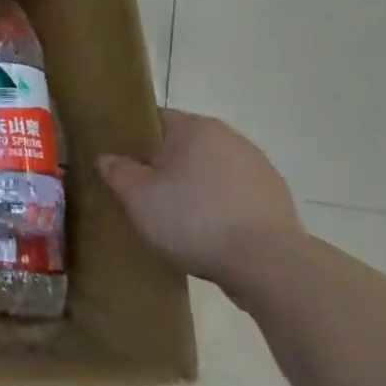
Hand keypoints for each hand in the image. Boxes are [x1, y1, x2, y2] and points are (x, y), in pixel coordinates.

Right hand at [98, 109, 303, 286]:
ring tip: (176, 218)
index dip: (133, 138)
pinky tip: (208, 232)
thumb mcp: (138, 197)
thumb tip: (108, 158)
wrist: (268, 265)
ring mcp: (260, 168)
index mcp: (196, 128)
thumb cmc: (194, 220)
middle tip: (143, 193)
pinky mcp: (277, 198)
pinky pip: (234, 194)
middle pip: (184, 145)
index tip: (121, 163)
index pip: (155, 119)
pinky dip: (219, 206)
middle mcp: (231, 138)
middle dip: (164, 165)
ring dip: (193, 186)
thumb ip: (117, 171)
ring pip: (210, 170)